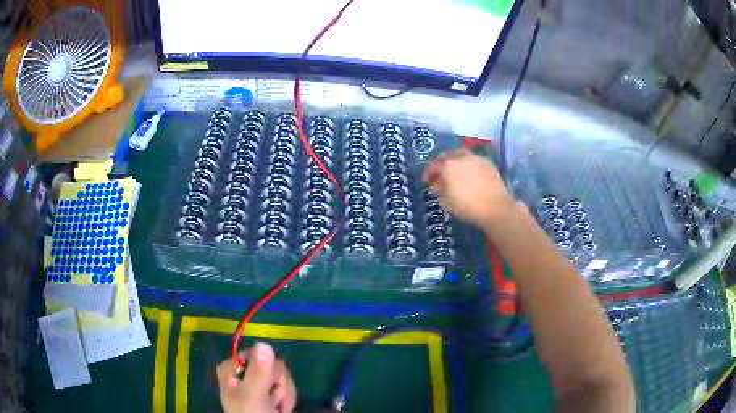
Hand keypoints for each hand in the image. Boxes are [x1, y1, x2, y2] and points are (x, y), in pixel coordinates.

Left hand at [217, 342, 296, 412]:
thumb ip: (258, 372)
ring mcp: (256, 381)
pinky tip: (281, 409)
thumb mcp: (253, 395)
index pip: (260, 355)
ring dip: (284, 395)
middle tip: (271, 402)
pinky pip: (285, 386)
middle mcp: (243, 370)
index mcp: (232, 367)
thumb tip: (264, 343)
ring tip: (276, 408)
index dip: (268, 371)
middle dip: (278, 386)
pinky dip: (286, 399)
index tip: (268, 387)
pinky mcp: (267, 391)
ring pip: (282, 376)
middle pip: (273, 365)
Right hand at [423, 149, 514, 227]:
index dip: (428, 173)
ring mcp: (476, 158)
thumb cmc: (467, 207)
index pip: (433, 165)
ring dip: (455, 161)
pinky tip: (470, 174)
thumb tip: (436, 184)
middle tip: (440, 173)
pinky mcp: (488, 163)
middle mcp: (461, 157)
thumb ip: (439, 190)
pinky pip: (473, 160)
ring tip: (455, 172)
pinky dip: (468, 164)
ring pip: (461, 154)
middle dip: (441, 163)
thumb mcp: (447, 202)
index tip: (427, 181)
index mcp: (448, 166)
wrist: (496, 208)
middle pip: (447, 155)